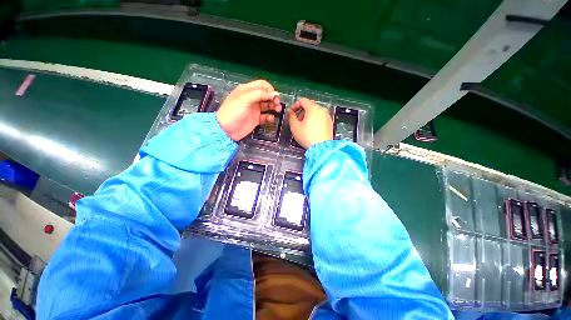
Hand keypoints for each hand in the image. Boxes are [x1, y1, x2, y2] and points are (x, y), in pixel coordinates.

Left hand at [216, 80, 280, 140]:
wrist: (226, 130)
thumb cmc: (233, 112)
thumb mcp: (245, 99)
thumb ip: (260, 94)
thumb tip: (274, 93)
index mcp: (247, 90)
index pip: (262, 85)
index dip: (270, 89)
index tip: (275, 96)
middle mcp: (252, 99)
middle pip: (266, 95)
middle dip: (274, 98)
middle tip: (278, 105)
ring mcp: (254, 109)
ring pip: (268, 106)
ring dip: (274, 107)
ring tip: (278, 111)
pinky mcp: (256, 119)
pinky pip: (266, 117)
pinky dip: (270, 117)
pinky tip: (270, 119)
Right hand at [288, 98, 332, 148]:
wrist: (322, 148)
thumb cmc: (307, 137)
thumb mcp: (295, 127)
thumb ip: (291, 117)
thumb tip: (290, 112)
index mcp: (313, 109)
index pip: (302, 101)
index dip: (295, 106)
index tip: (291, 113)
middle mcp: (322, 110)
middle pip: (309, 106)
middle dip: (301, 113)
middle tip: (297, 122)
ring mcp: (327, 116)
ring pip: (315, 112)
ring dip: (308, 117)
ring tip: (304, 127)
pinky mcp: (330, 123)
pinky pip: (320, 118)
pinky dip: (314, 120)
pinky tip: (312, 130)